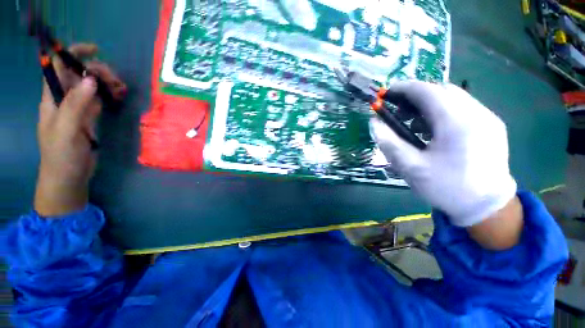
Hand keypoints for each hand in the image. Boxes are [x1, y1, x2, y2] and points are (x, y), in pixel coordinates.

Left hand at [34, 44, 126, 216]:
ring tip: (122, 89)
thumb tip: (90, 78)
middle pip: (79, 74)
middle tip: (116, 80)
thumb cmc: (62, 155)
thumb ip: (75, 103)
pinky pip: (99, 99)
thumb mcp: (66, 129)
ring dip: (106, 83)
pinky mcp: (89, 117)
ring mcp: (77, 108)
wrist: (68, 176)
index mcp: (53, 97)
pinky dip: (109, 95)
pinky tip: (120, 96)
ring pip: (91, 86)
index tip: (95, 51)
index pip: (58, 66)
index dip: (72, 53)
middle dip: (97, 71)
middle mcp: (64, 98)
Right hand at [371, 81, 517, 227]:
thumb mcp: (410, 167)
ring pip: (453, 97)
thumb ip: (389, 142)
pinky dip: (443, 112)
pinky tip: (434, 131)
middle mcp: (476, 113)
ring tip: (414, 124)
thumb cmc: (446, 187)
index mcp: (456, 122)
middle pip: (440, 90)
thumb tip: (374, 122)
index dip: (403, 88)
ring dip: (429, 104)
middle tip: (398, 113)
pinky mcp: (491, 125)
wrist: (487, 208)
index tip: (386, 93)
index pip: (426, 91)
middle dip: (415, 96)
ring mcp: (488, 118)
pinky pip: (463, 108)